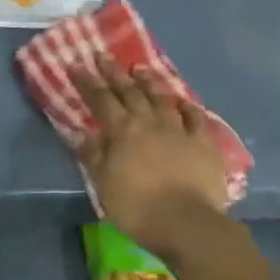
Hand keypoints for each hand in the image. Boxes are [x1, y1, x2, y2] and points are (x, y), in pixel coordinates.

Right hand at [75, 62, 230, 257]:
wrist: (187, 223)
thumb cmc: (138, 208)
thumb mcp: (104, 185)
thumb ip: (94, 156)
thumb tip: (81, 132)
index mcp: (123, 131)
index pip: (101, 100)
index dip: (87, 82)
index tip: (76, 65)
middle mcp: (150, 122)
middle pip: (130, 91)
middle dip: (114, 73)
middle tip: (103, 56)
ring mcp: (179, 129)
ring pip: (162, 98)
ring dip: (150, 82)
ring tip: (141, 69)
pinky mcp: (203, 142)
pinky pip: (196, 118)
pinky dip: (188, 108)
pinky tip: (184, 102)